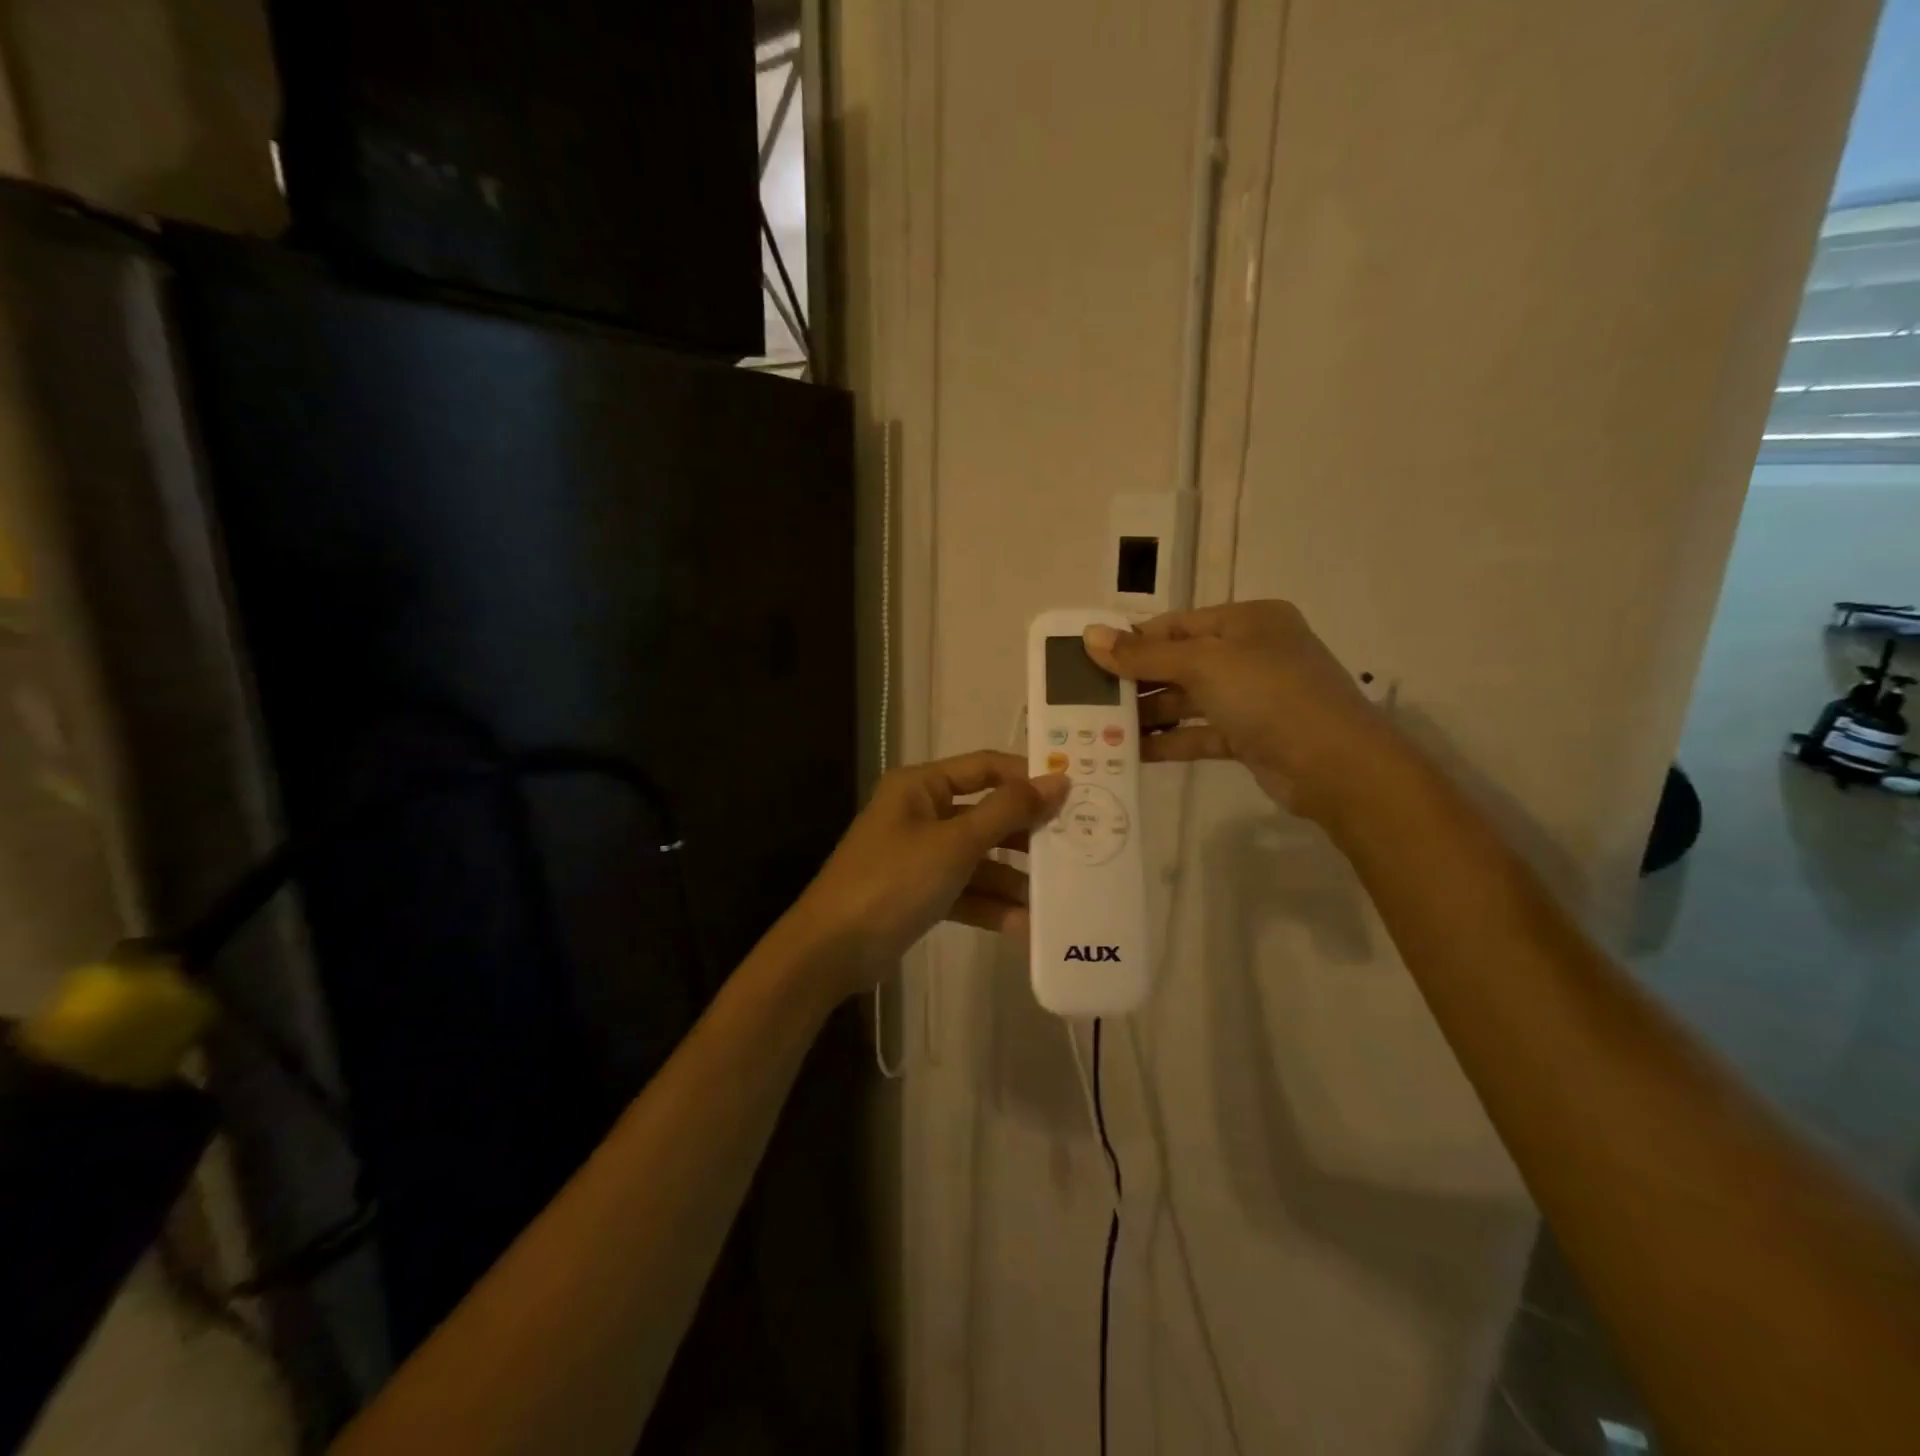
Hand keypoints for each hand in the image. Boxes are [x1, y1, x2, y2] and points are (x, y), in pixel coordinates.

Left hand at [784, 751, 1068, 996]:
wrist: (831, 950)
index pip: (986, 767)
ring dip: (1012, 879)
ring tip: (1056, 897)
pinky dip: (990, 905)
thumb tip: (1059, 779)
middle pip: (986, 815)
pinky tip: (1024, 927)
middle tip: (1074, 848)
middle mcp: (921, 813)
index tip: (1073, 794)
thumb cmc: (894, 880)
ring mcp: (919, 855)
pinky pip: (965, 891)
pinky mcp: (919, 893)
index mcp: (921, 786)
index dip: (1027, 777)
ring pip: (978, 858)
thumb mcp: (956, 843)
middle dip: (1026, 835)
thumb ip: (1008, 811)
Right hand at [1083, 600, 1404, 821]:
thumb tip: (1089, 635)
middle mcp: (1251, 653)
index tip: (1089, 659)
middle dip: (1136, 681)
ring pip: (1188, 701)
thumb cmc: (1269, 695)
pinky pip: (1200, 733)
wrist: (1336, 766)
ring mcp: (1253, 697)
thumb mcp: (1203, 665)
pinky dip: (1169, 741)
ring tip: (1100, 728)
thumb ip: (1144, 655)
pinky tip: (1132, 753)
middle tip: (1088, 699)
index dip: (1133, 641)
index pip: (1177, 625)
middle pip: (1179, 663)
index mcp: (1247, 621)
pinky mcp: (1250, 737)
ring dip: (1148, 714)